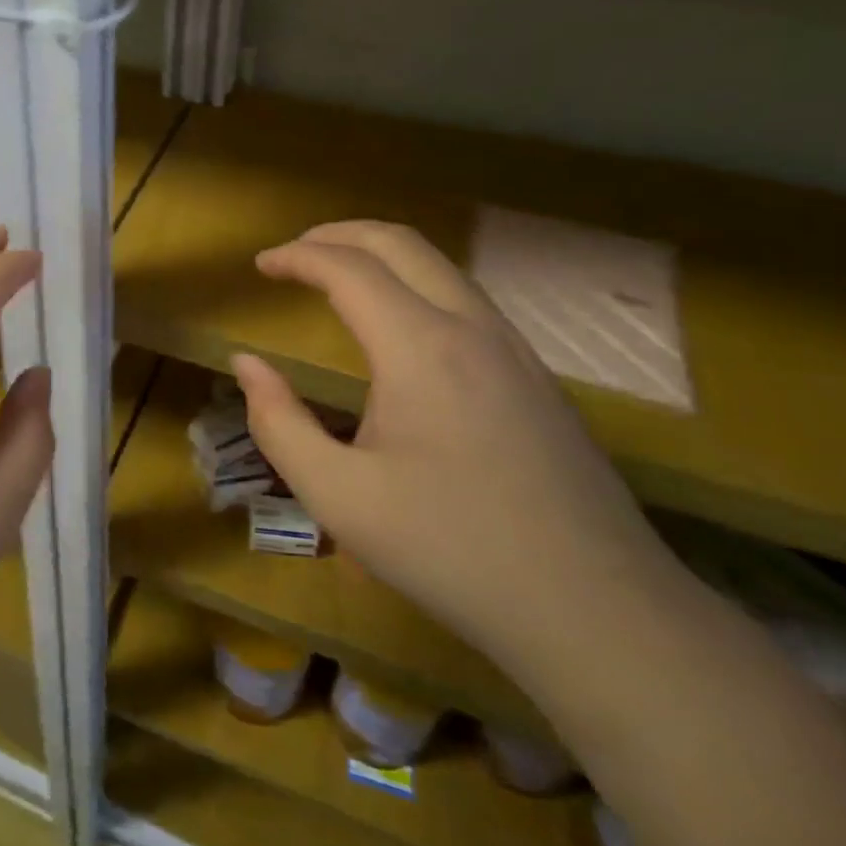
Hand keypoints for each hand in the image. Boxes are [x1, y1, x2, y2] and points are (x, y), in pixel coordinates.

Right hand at [232, 221, 678, 684]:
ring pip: (441, 266)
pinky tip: (398, 326)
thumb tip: (247, 364)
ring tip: (337, 277)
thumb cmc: (451, 551)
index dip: (297, 256)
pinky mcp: (537, 377)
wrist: (598, 611)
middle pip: (401, 243)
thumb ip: (278, 422)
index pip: (348, 269)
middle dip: (338, 235)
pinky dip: (415, 284)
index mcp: (420, 348)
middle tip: (294, 253)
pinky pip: (466, 299)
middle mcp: (472, 328)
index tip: (260, 264)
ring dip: (381, 256)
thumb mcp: (338, 496)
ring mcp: (515, 349)